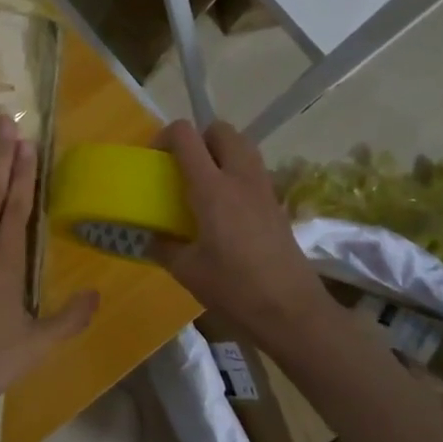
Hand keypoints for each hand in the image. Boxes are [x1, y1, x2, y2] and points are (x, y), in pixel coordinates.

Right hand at [153, 119, 325, 337]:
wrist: (291, 311)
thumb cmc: (234, 289)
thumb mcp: (187, 271)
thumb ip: (164, 247)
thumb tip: (151, 237)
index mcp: (212, 189)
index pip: (187, 137)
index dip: (166, 136)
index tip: (155, 159)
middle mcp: (240, 178)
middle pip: (221, 130)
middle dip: (199, 138)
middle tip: (183, 167)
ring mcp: (263, 189)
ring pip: (243, 146)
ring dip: (221, 152)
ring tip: (204, 183)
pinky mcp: (277, 204)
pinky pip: (253, 171)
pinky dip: (236, 174)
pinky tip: (225, 209)